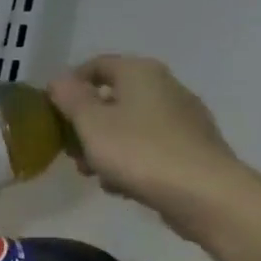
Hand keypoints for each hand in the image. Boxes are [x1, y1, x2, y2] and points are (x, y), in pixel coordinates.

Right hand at [49, 54, 254, 235]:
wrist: (207, 195)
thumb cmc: (139, 151)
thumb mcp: (91, 123)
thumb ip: (70, 98)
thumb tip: (59, 79)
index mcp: (140, 73)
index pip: (95, 65)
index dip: (69, 86)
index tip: (53, 113)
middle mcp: (165, 86)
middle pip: (113, 98)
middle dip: (86, 123)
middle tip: (70, 150)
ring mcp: (184, 118)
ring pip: (130, 125)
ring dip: (105, 145)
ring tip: (93, 173)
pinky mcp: (194, 148)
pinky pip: (150, 146)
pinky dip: (131, 160)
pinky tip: (121, 185)